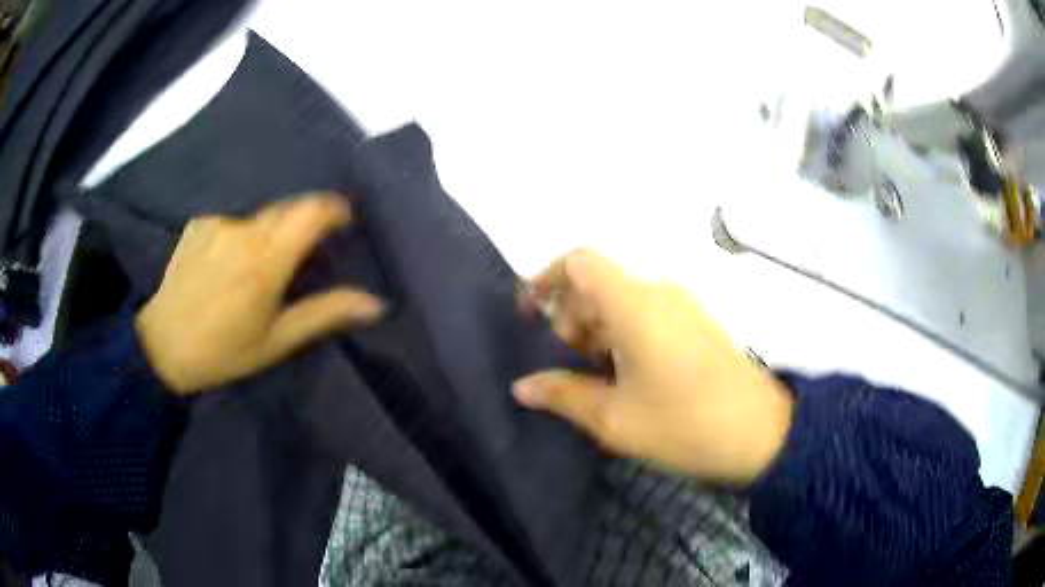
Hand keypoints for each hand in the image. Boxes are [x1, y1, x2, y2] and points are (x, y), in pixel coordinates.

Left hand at [136, 193, 382, 394]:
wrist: (162, 346)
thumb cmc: (224, 351)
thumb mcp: (277, 340)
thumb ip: (325, 313)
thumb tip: (375, 303)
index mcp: (266, 260)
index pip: (311, 211)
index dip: (335, 209)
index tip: (345, 222)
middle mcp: (243, 230)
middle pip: (288, 207)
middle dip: (304, 222)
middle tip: (304, 253)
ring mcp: (218, 223)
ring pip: (260, 215)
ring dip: (271, 231)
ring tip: (260, 265)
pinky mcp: (199, 223)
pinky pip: (233, 220)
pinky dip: (241, 234)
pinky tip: (228, 262)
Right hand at [513, 249, 792, 483]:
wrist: (762, 433)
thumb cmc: (685, 424)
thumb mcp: (615, 418)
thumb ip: (563, 395)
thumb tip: (522, 387)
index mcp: (634, 304)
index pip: (578, 262)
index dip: (546, 280)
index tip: (530, 317)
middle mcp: (658, 292)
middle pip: (597, 284)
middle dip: (569, 318)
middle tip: (566, 368)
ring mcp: (682, 305)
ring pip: (621, 300)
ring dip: (596, 330)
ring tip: (596, 380)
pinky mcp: (696, 322)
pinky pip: (646, 313)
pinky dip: (622, 335)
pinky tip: (627, 378)